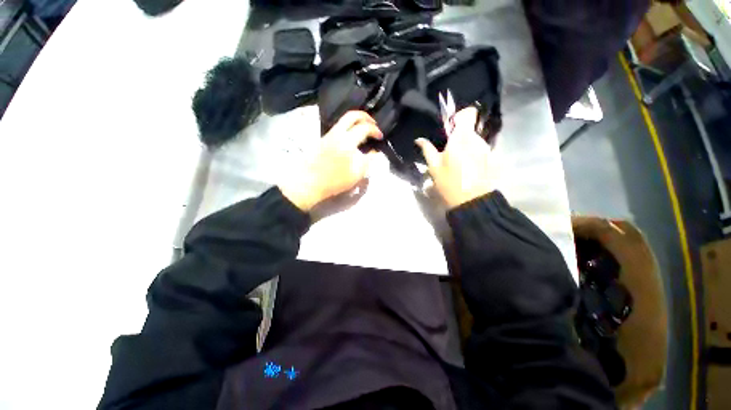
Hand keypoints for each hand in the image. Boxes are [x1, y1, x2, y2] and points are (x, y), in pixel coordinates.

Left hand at [279, 111, 382, 210]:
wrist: (308, 182)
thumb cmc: (334, 181)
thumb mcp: (357, 174)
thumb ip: (368, 160)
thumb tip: (375, 152)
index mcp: (347, 141)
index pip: (364, 127)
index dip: (375, 130)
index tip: (380, 137)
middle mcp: (337, 133)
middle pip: (352, 115)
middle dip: (365, 117)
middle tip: (373, 124)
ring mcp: (328, 135)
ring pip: (343, 120)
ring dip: (356, 121)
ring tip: (364, 130)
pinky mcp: (323, 139)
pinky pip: (338, 127)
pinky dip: (348, 127)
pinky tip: (351, 137)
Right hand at [416, 107, 493, 208]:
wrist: (473, 202)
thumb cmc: (450, 184)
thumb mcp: (434, 168)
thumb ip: (427, 150)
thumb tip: (419, 139)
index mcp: (461, 139)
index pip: (468, 113)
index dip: (460, 116)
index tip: (451, 127)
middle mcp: (478, 140)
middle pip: (470, 129)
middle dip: (460, 137)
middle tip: (449, 152)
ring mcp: (488, 149)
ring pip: (476, 140)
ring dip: (467, 147)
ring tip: (459, 163)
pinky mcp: (494, 159)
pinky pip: (482, 150)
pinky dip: (475, 155)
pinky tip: (469, 169)